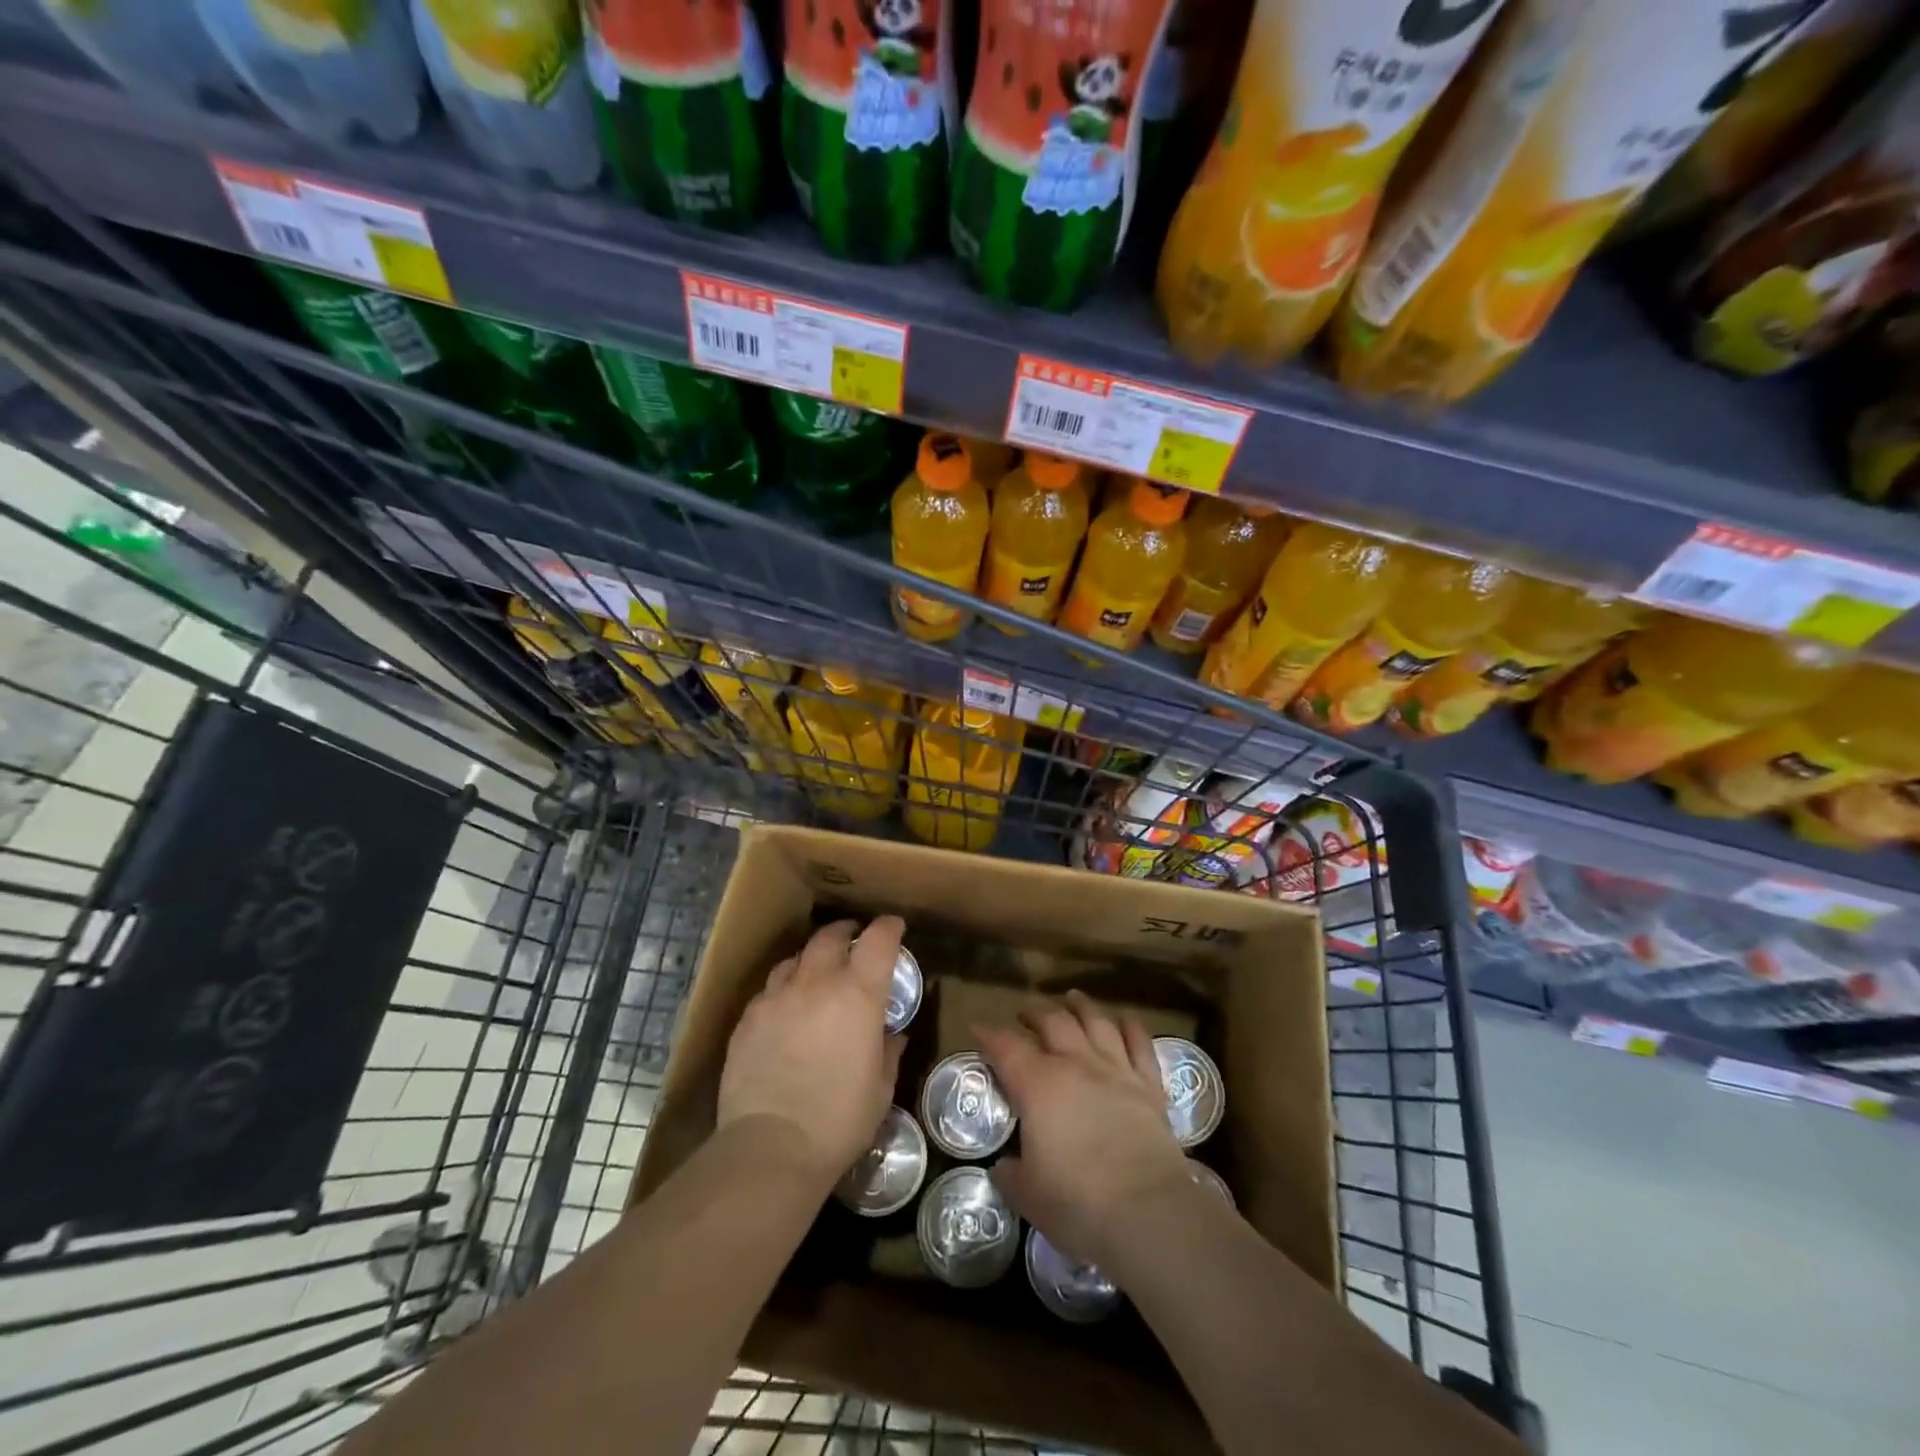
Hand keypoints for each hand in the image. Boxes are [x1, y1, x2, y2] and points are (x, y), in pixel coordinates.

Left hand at [717, 916, 905, 1191]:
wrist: (771, 1147)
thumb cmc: (839, 1120)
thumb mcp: (880, 1089)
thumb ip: (889, 1052)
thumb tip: (894, 1034)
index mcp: (858, 995)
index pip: (878, 941)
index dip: (889, 928)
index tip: (895, 927)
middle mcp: (817, 983)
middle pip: (830, 937)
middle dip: (845, 931)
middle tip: (852, 938)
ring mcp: (777, 997)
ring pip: (795, 959)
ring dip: (811, 959)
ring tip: (816, 972)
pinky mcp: (748, 1018)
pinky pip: (769, 989)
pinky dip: (784, 989)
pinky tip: (785, 1009)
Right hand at [978, 991, 1192, 1271]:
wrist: (1149, 1212)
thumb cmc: (1079, 1203)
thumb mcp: (1028, 1196)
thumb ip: (1011, 1175)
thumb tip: (1003, 1166)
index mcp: (1038, 1085)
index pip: (1006, 1047)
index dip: (989, 1035)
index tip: (978, 1028)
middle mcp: (1076, 1064)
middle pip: (1052, 1022)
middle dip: (1034, 1012)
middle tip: (1025, 1013)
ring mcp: (1116, 1070)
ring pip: (1096, 1022)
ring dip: (1081, 1006)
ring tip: (1071, 999)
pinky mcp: (1149, 1085)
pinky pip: (1140, 1044)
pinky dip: (1131, 1027)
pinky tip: (1125, 1020)